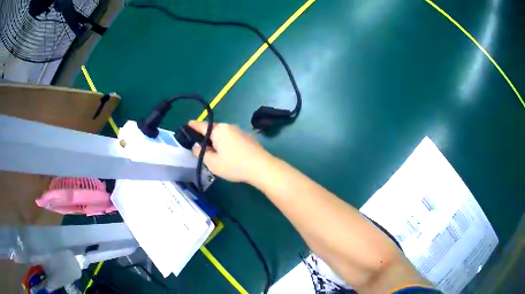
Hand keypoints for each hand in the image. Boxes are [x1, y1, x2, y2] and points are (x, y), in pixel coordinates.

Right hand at [188, 120, 273, 182]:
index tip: (186, 126)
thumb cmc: (234, 165)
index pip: (201, 126)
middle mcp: (229, 126)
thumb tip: (196, 147)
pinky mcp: (248, 138)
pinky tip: (229, 155)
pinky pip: (232, 138)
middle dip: (206, 137)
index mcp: (218, 130)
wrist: (261, 167)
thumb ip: (201, 153)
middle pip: (213, 130)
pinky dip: (227, 144)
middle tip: (201, 149)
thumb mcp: (212, 163)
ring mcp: (240, 131)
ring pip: (223, 134)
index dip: (192, 126)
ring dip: (217, 141)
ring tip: (215, 154)